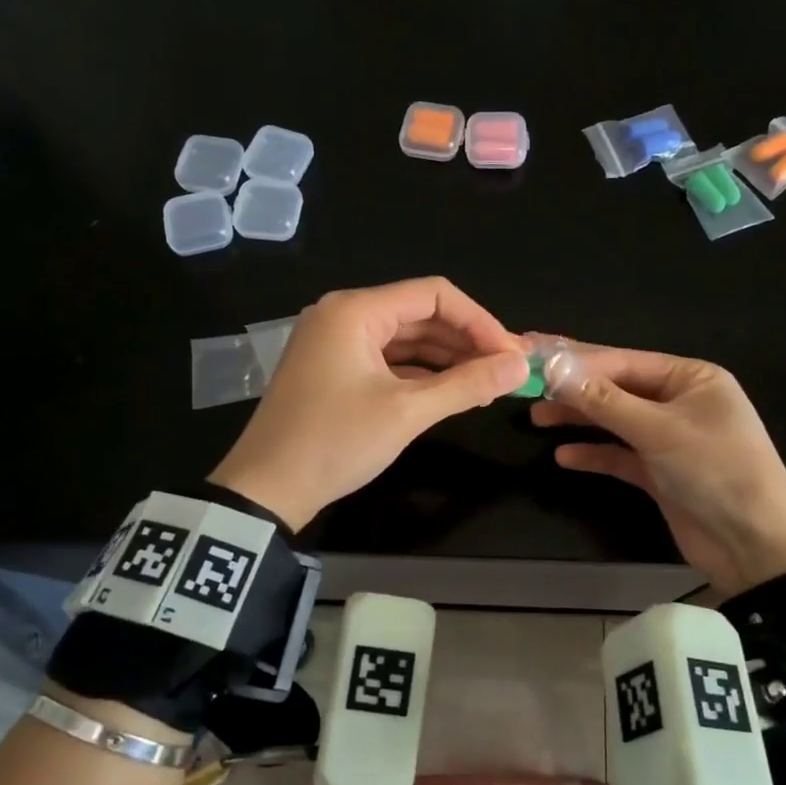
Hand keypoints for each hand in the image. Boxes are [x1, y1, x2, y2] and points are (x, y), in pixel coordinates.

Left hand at [209, 277, 528, 530]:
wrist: (265, 489)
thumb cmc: (335, 442)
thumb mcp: (407, 412)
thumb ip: (467, 385)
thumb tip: (520, 366)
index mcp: (355, 311)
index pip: (434, 295)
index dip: (480, 321)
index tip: (512, 354)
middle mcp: (344, 315)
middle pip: (420, 314)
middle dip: (466, 340)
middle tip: (507, 370)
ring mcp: (336, 343)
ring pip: (406, 338)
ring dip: (447, 358)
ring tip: (488, 383)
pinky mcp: (335, 369)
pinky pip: (388, 359)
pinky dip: (421, 373)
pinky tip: (452, 391)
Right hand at [531, 345, 785, 593]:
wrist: (754, 548)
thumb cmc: (716, 472)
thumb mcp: (660, 431)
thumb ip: (605, 402)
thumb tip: (555, 371)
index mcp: (692, 378)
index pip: (624, 361)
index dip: (577, 361)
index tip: (534, 359)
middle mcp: (679, 401)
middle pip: (616, 388)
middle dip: (573, 387)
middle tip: (527, 383)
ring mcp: (669, 438)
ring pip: (614, 421)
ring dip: (579, 419)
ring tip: (536, 417)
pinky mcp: (659, 473)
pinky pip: (620, 455)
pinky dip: (594, 454)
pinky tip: (563, 456)